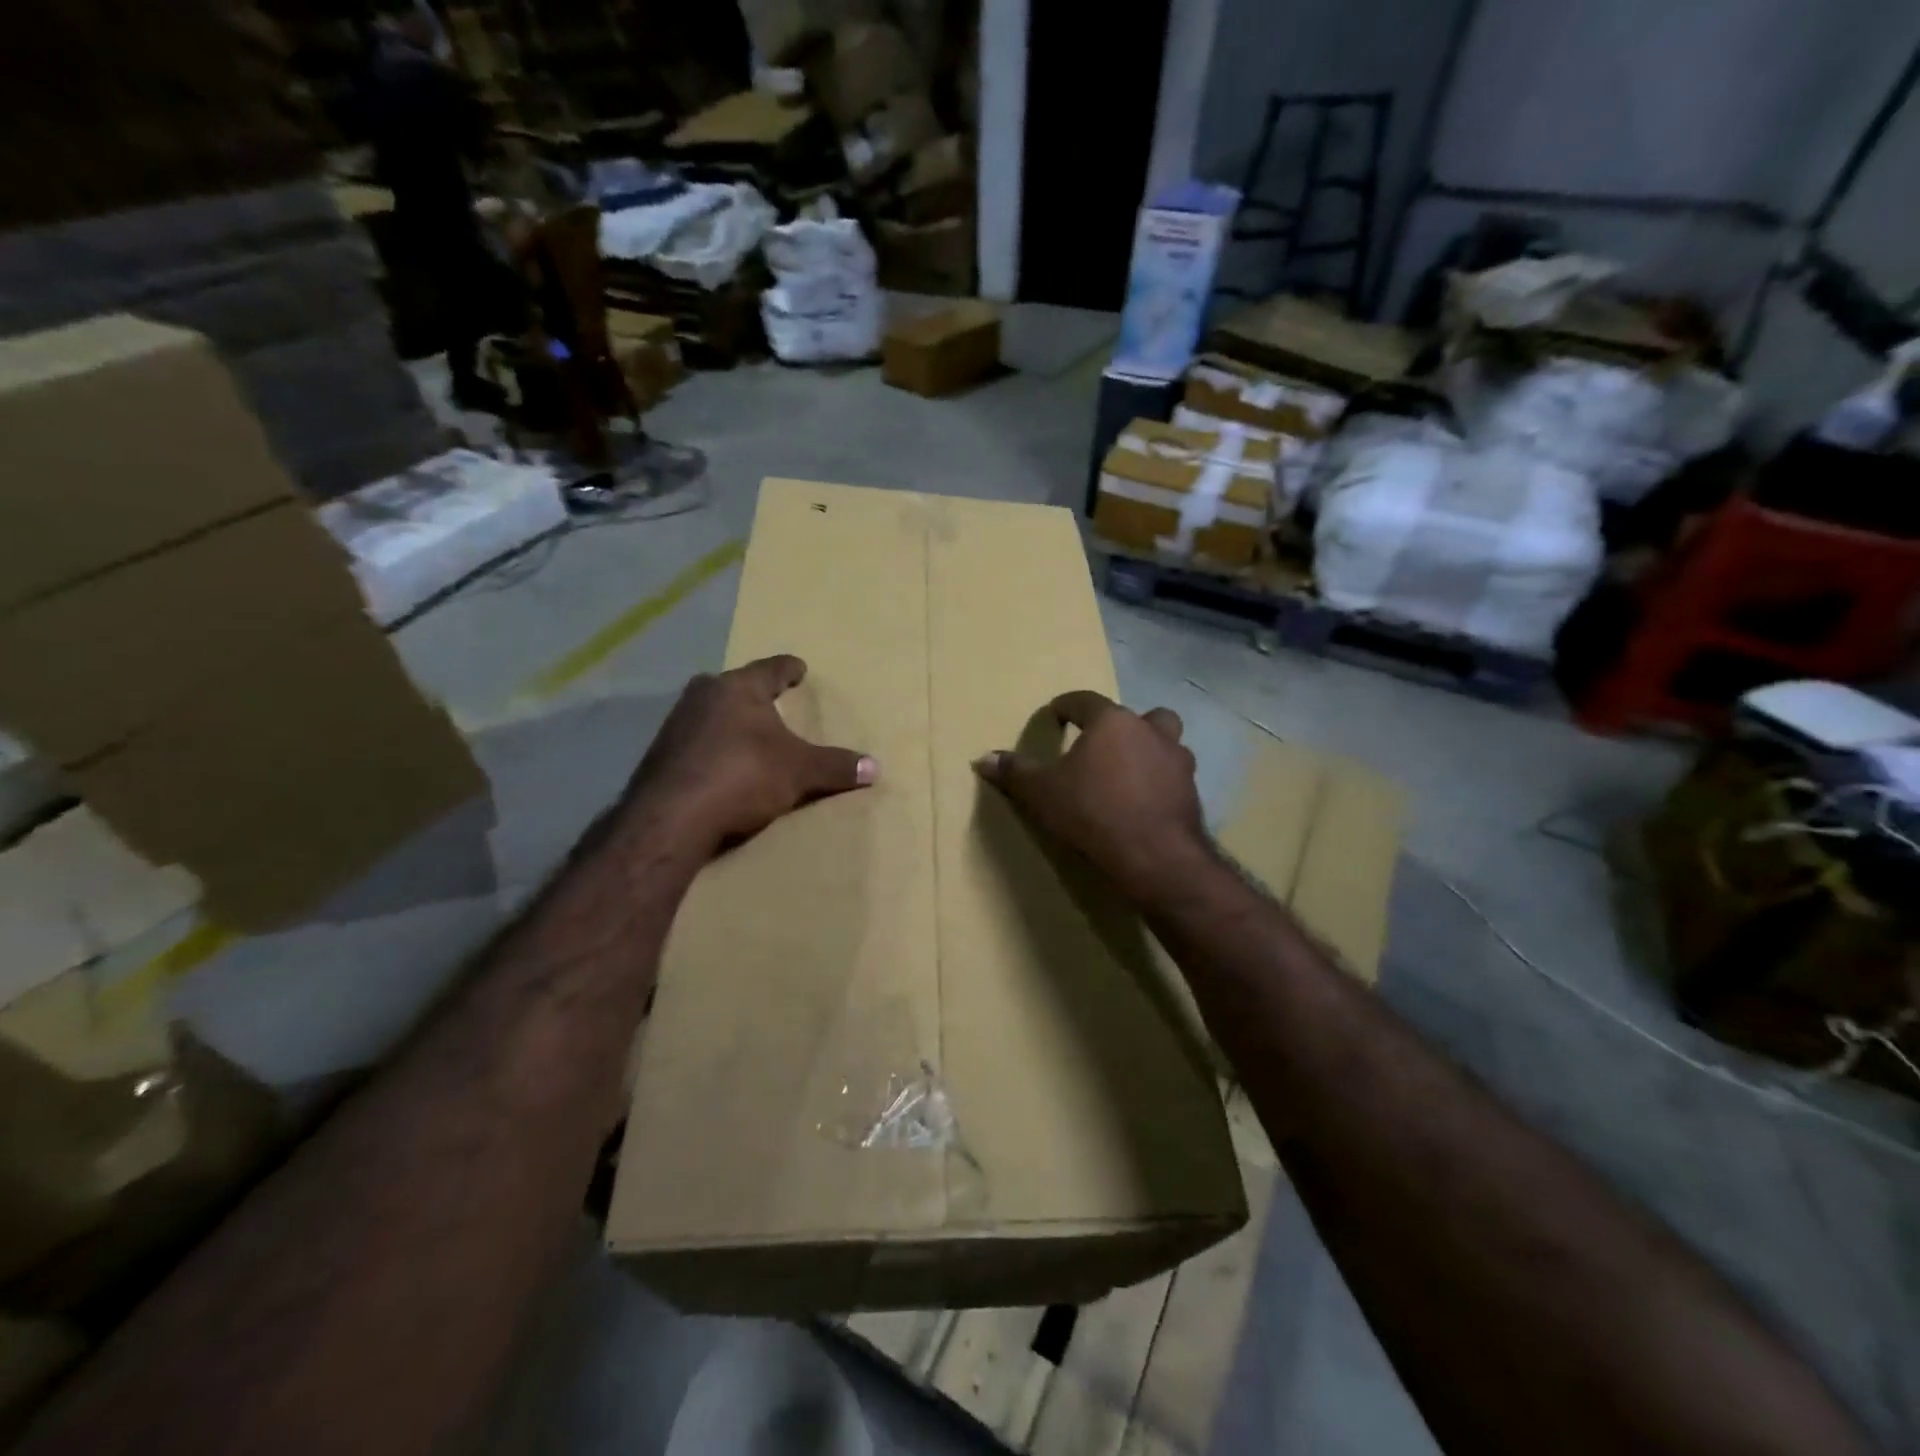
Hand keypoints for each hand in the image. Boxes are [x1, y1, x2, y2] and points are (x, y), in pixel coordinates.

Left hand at [630, 656, 876, 853]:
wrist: (671, 817)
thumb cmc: (743, 776)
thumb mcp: (799, 772)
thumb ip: (835, 766)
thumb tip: (875, 767)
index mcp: (738, 688)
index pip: (772, 669)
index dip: (789, 669)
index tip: (800, 668)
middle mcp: (703, 696)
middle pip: (735, 687)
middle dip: (753, 694)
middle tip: (771, 702)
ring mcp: (675, 724)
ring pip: (710, 713)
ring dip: (729, 722)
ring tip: (748, 737)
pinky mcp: (659, 755)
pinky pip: (694, 743)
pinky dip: (711, 749)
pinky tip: (720, 766)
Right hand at [973, 691, 1206, 894]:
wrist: (1154, 854)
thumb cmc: (1092, 811)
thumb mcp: (1042, 793)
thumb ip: (1015, 772)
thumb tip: (983, 758)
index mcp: (1111, 722)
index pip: (1084, 701)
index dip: (1066, 707)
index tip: (1054, 716)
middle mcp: (1149, 731)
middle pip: (1138, 715)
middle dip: (1122, 725)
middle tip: (1103, 746)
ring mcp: (1176, 760)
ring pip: (1166, 742)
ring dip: (1149, 750)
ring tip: (1128, 773)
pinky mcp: (1191, 791)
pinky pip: (1174, 776)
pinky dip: (1160, 782)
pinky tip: (1144, 802)